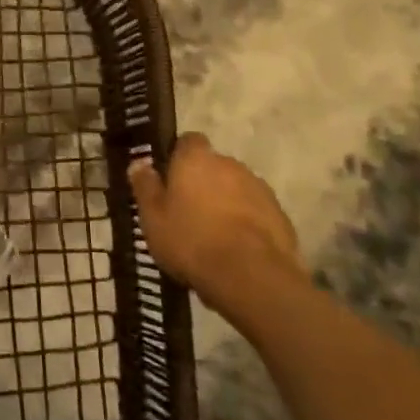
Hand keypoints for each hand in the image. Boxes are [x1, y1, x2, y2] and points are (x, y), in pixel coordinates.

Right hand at [127, 133, 302, 295]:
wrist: (253, 278)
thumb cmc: (192, 241)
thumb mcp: (153, 218)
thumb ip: (145, 187)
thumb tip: (139, 163)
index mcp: (196, 159)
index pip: (188, 141)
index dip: (178, 157)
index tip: (170, 179)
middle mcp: (230, 164)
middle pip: (213, 166)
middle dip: (203, 183)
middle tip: (188, 212)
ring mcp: (259, 189)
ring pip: (236, 189)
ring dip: (226, 203)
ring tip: (214, 236)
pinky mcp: (280, 216)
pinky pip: (256, 213)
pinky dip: (247, 224)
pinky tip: (237, 250)